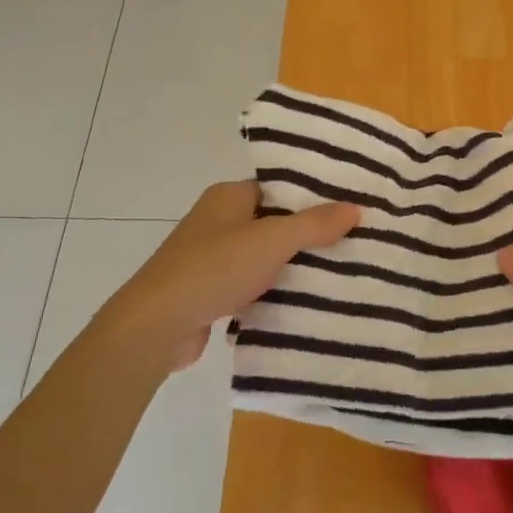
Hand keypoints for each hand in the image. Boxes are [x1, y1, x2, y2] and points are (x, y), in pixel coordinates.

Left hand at [86, 181, 359, 379]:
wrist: (157, 325)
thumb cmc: (214, 269)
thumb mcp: (271, 240)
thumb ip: (314, 224)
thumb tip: (355, 207)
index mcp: (228, 196)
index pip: (278, 187)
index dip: (312, 195)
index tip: (350, 206)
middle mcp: (219, 221)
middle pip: (274, 221)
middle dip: (309, 233)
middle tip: (355, 240)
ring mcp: (213, 257)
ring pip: (265, 255)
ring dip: (294, 265)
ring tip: (342, 270)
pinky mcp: (212, 291)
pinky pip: (254, 283)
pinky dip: (275, 290)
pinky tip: (306, 300)